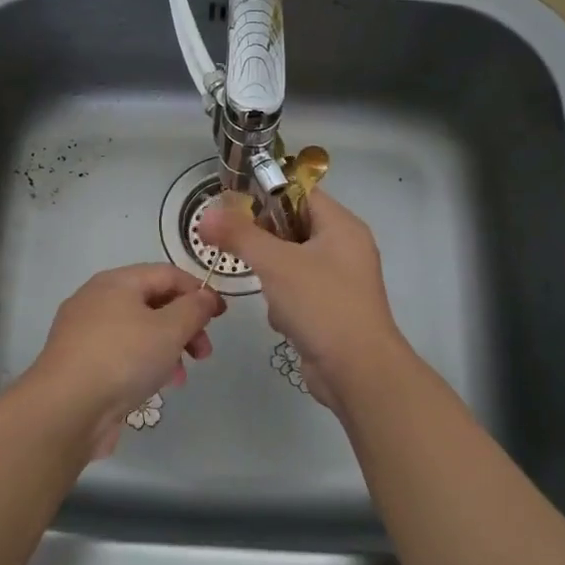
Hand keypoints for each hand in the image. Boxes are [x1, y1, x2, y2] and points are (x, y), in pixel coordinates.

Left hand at [21, 265, 225, 458]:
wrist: (65, 409)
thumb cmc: (122, 358)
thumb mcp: (169, 329)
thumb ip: (193, 309)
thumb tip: (204, 296)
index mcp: (116, 282)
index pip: (166, 273)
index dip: (198, 291)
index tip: (221, 316)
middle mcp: (96, 300)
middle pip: (152, 303)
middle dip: (184, 325)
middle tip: (204, 352)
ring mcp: (84, 334)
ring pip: (138, 332)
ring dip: (167, 349)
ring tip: (180, 377)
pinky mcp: (80, 364)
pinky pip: (121, 355)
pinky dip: (144, 365)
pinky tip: (155, 388)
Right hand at [197, 190, 402, 412]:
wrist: (358, 372)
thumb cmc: (321, 305)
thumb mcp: (275, 263)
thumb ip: (239, 235)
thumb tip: (205, 215)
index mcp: (342, 226)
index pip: (299, 192)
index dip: (265, 195)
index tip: (232, 209)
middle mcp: (345, 247)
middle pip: (292, 227)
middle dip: (265, 243)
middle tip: (240, 250)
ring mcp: (340, 280)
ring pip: (291, 262)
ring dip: (272, 277)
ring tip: (270, 293)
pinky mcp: (332, 309)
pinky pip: (298, 291)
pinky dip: (284, 303)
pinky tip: (283, 319)